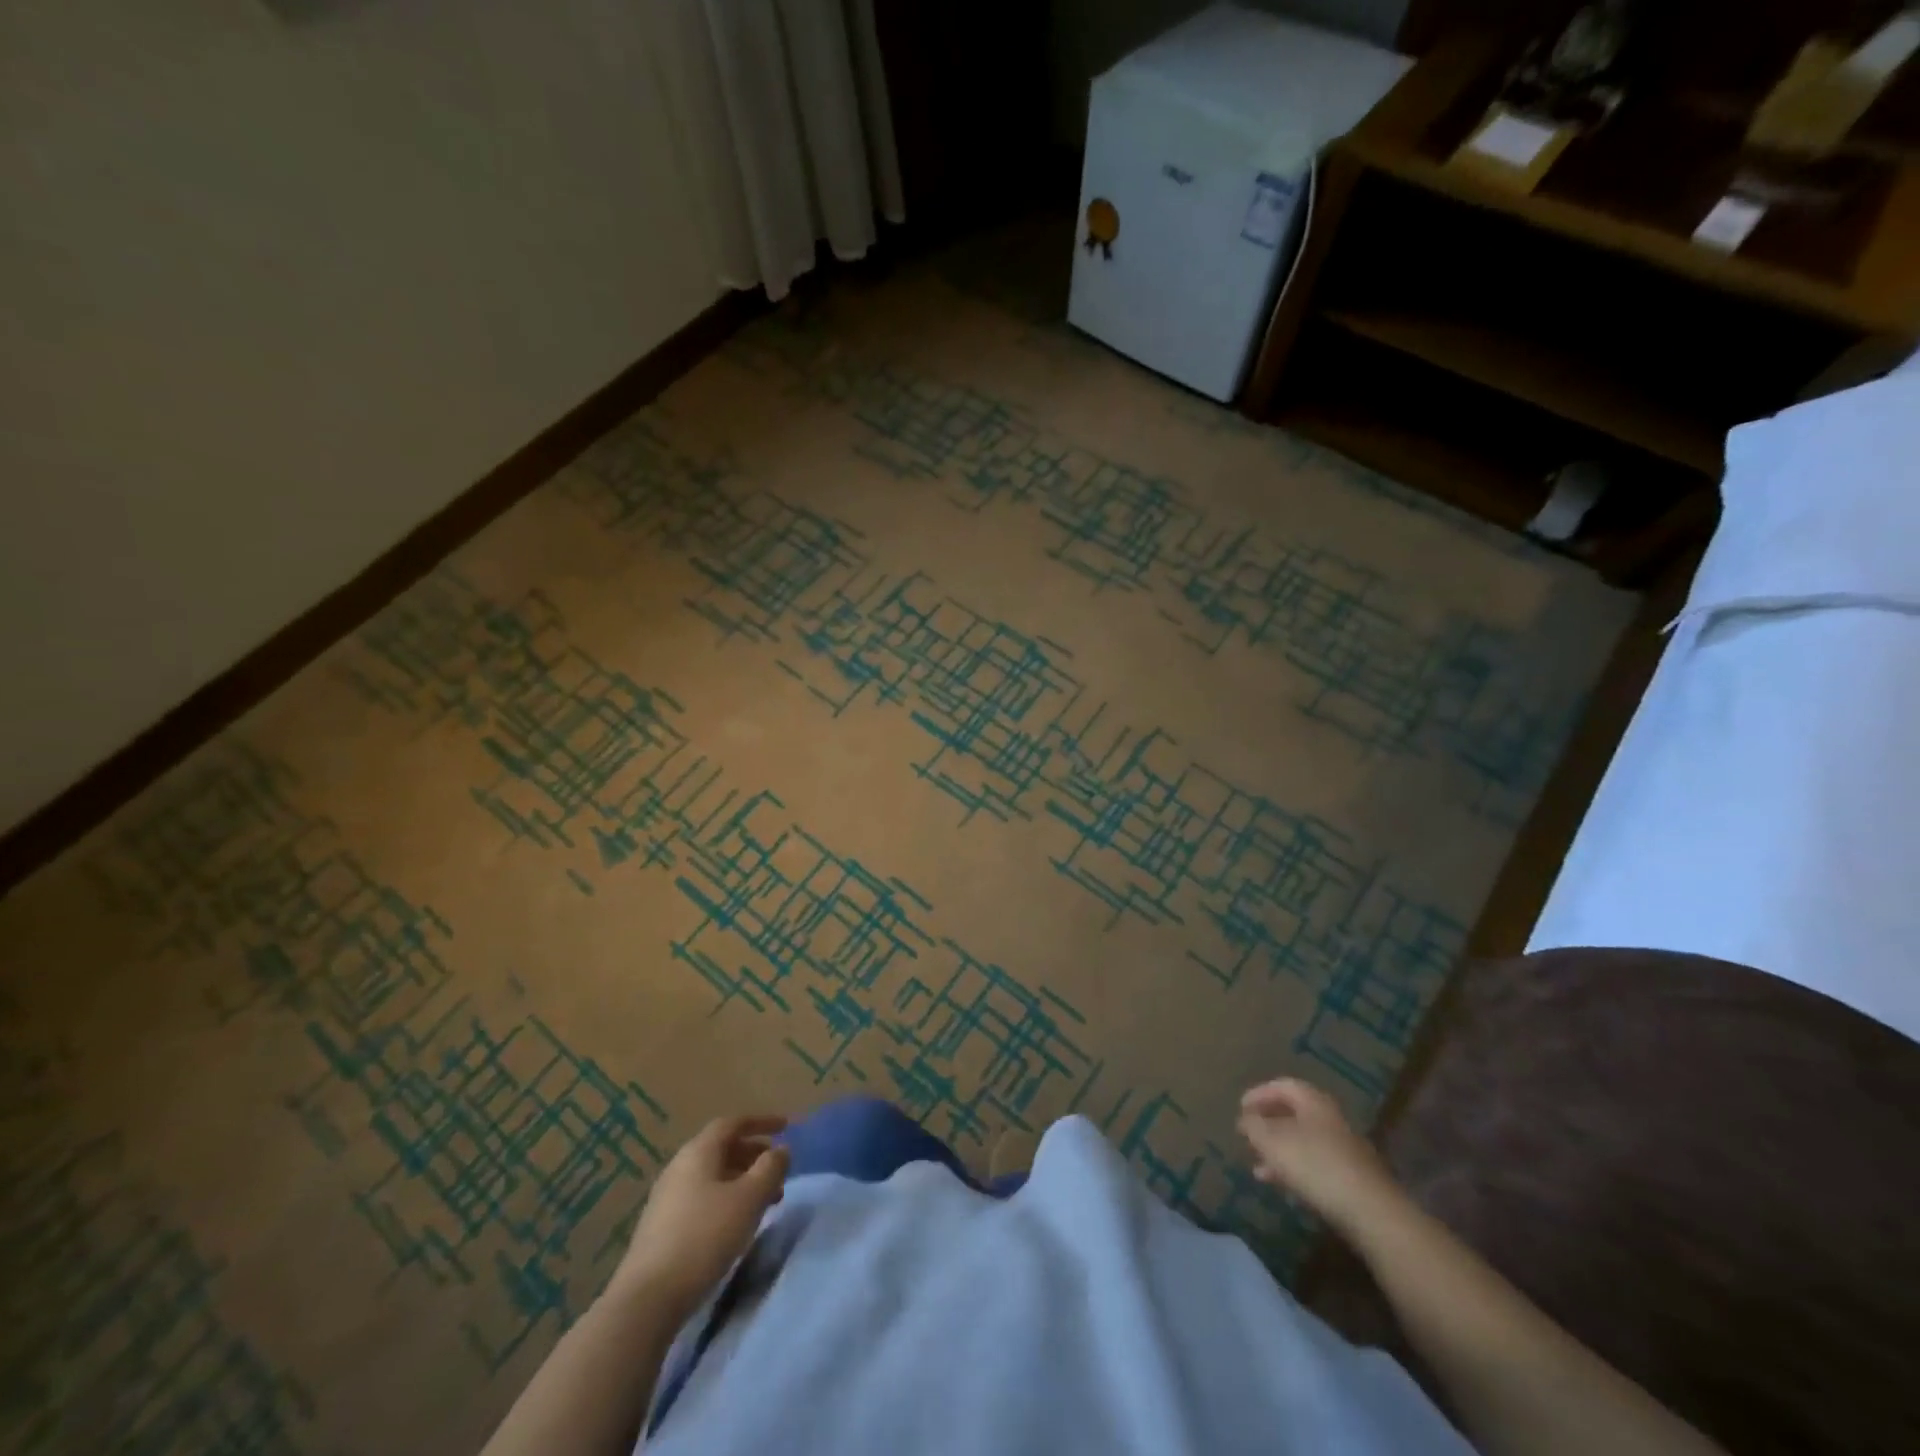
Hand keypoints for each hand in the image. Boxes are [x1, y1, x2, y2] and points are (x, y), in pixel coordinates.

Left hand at [609, 1115, 790, 1324]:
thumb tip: (781, 1150)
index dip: (761, 1122)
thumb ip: (770, 1168)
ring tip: (765, 1202)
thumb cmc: (705, 1237)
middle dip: (754, 1155)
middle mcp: (679, 1167)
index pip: (733, 1123)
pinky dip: (726, 1200)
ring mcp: (667, 1198)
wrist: (647, 1299)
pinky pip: (702, 1198)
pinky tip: (737, 1224)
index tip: (786, 1127)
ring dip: (742, 1181)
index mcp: (698, 1152)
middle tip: (778, 1170)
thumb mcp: (749, 1199)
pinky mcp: (662, 1227)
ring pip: (713, 1176)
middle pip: (722, 1149)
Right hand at [1237, 1078, 1398, 1234]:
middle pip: (1294, 1113)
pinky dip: (1295, 1169)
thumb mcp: (1274, 1143)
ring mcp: (1344, 1149)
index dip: (1259, 1094)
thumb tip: (1246, 1119)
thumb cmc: (1316, 1166)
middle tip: (1248, 1136)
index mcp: (1313, 1102)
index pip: (1283, 1085)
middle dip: (1268, 1124)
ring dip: (1279, 1150)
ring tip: (1258, 1167)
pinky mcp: (1351, 1177)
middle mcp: (1330, 1119)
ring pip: (1303, 1141)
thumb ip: (1254, 1127)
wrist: (1372, 1213)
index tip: (1240, 1109)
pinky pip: (1315, 1164)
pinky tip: (1282, 1186)